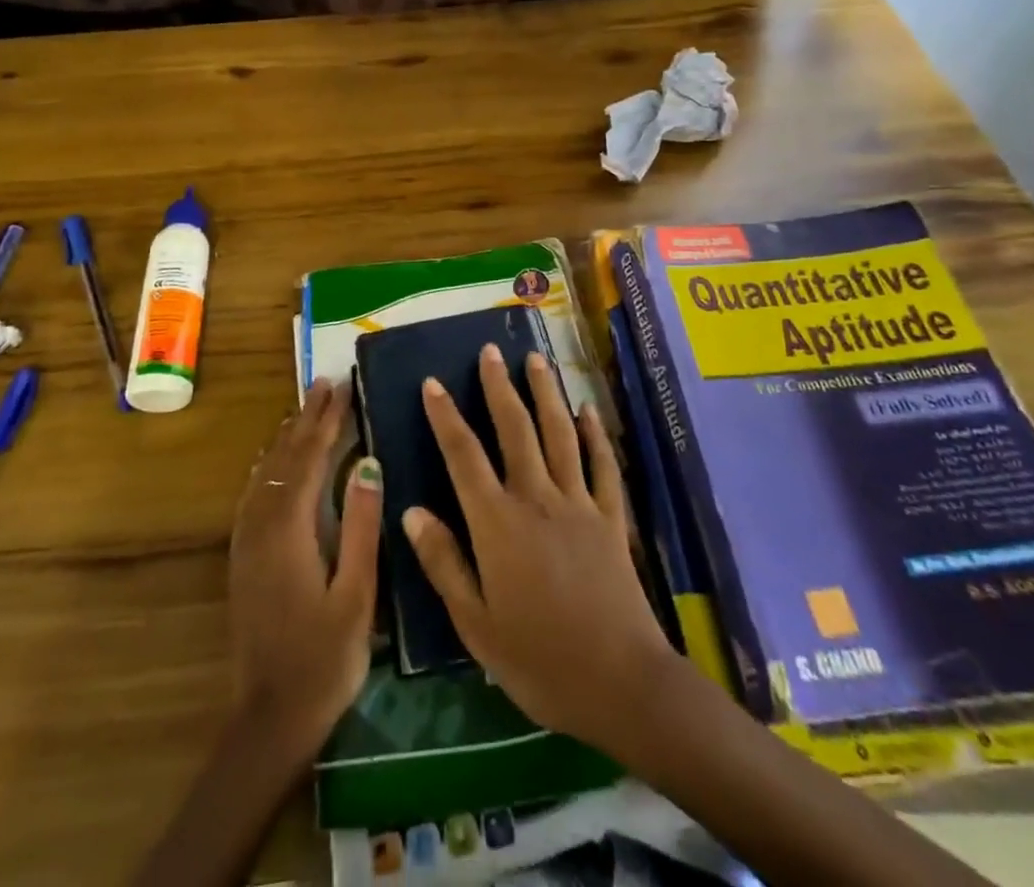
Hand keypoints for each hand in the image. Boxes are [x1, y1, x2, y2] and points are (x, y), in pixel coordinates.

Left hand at [228, 378, 381, 752]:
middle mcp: (260, 526)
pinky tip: (273, 461)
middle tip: (325, 383)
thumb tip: (366, 462)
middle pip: (283, 459)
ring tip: (305, 408)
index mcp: (289, 530)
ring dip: (287, 437)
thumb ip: (359, 525)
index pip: (309, 459)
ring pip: (265, 473)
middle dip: (306, 419)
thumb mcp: (356, 593)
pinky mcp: (243, 558)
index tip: (342, 387)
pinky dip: (269, 466)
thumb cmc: (325, 658)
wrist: (270, 718)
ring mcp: (246, 542)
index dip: (327, 421)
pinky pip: (255, 493)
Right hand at [405, 344, 679, 753]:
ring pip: (559, 434)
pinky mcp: (611, 518)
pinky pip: (601, 465)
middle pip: (515, 429)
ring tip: (536, 359)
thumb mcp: (477, 625)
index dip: (446, 416)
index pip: (464, 456)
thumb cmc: (540, 661)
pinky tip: (588, 409)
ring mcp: (578, 504)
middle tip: (490, 350)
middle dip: (499, 387)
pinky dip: (594, 434)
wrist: (621, 683)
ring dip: (545, 394)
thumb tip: (412, 511)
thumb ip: (444, 563)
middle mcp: (537, 499)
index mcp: (498, 524)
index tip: (433, 382)